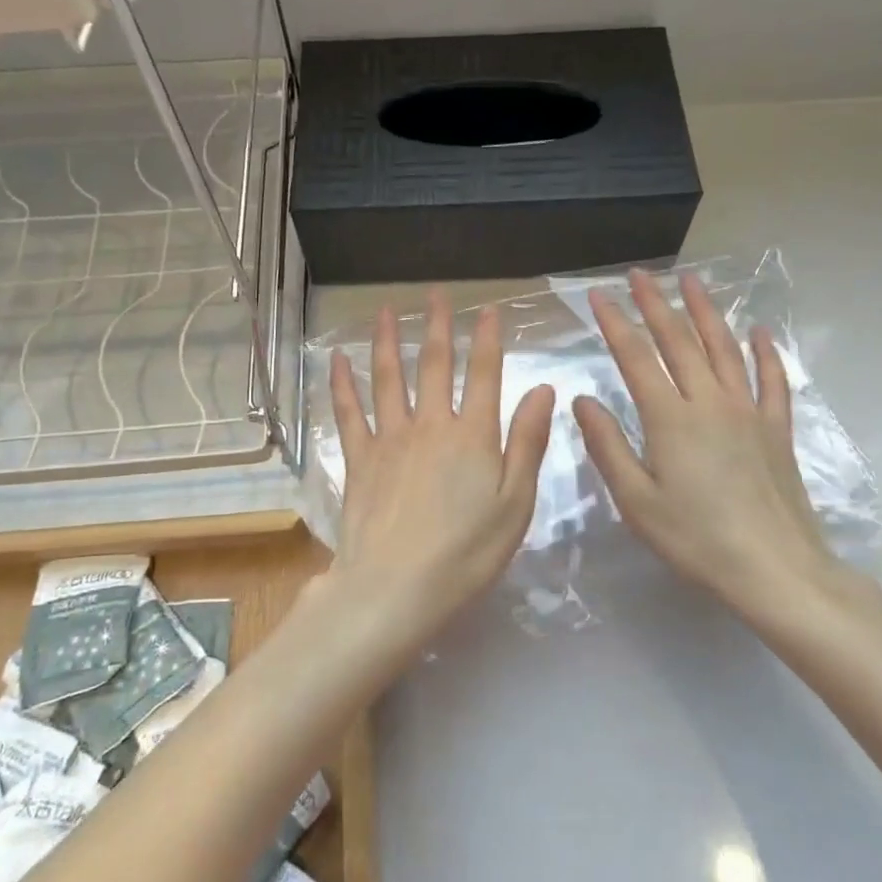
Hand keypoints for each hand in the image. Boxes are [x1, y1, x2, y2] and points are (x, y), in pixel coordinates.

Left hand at [319, 291, 554, 662]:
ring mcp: (390, 438)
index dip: (488, 339)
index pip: (484, 373)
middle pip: (433, 364)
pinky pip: (348, 412)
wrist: (395, 587)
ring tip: (384, 310)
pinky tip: (338, 361)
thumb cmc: (467, 553)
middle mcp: (430, 425)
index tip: (488, 309)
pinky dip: (342, 384)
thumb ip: (528, 443)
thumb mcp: (515, 503)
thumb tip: (543, 389)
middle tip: (436, 294)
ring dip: (387, 341)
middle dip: (437, 326)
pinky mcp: (359, 459)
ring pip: (388, 378)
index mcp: (473, 435)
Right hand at [573, 269, 871, 631]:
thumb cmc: (696, 540)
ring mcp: (748, 411)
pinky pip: (772, 379)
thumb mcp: (636, 501)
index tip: (597, 296)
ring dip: (706, 312)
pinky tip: (759, 331)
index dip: (615, 323)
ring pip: (724, 348)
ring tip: (692, 282)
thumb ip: (608, 446)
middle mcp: (710, 402)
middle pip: (680, 341)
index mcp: (670, 419)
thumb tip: (583, 400)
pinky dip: (765, 352)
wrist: (775, 569)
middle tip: (639, 274)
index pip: (636, 357)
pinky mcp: (776, 429)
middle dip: (656, 303)